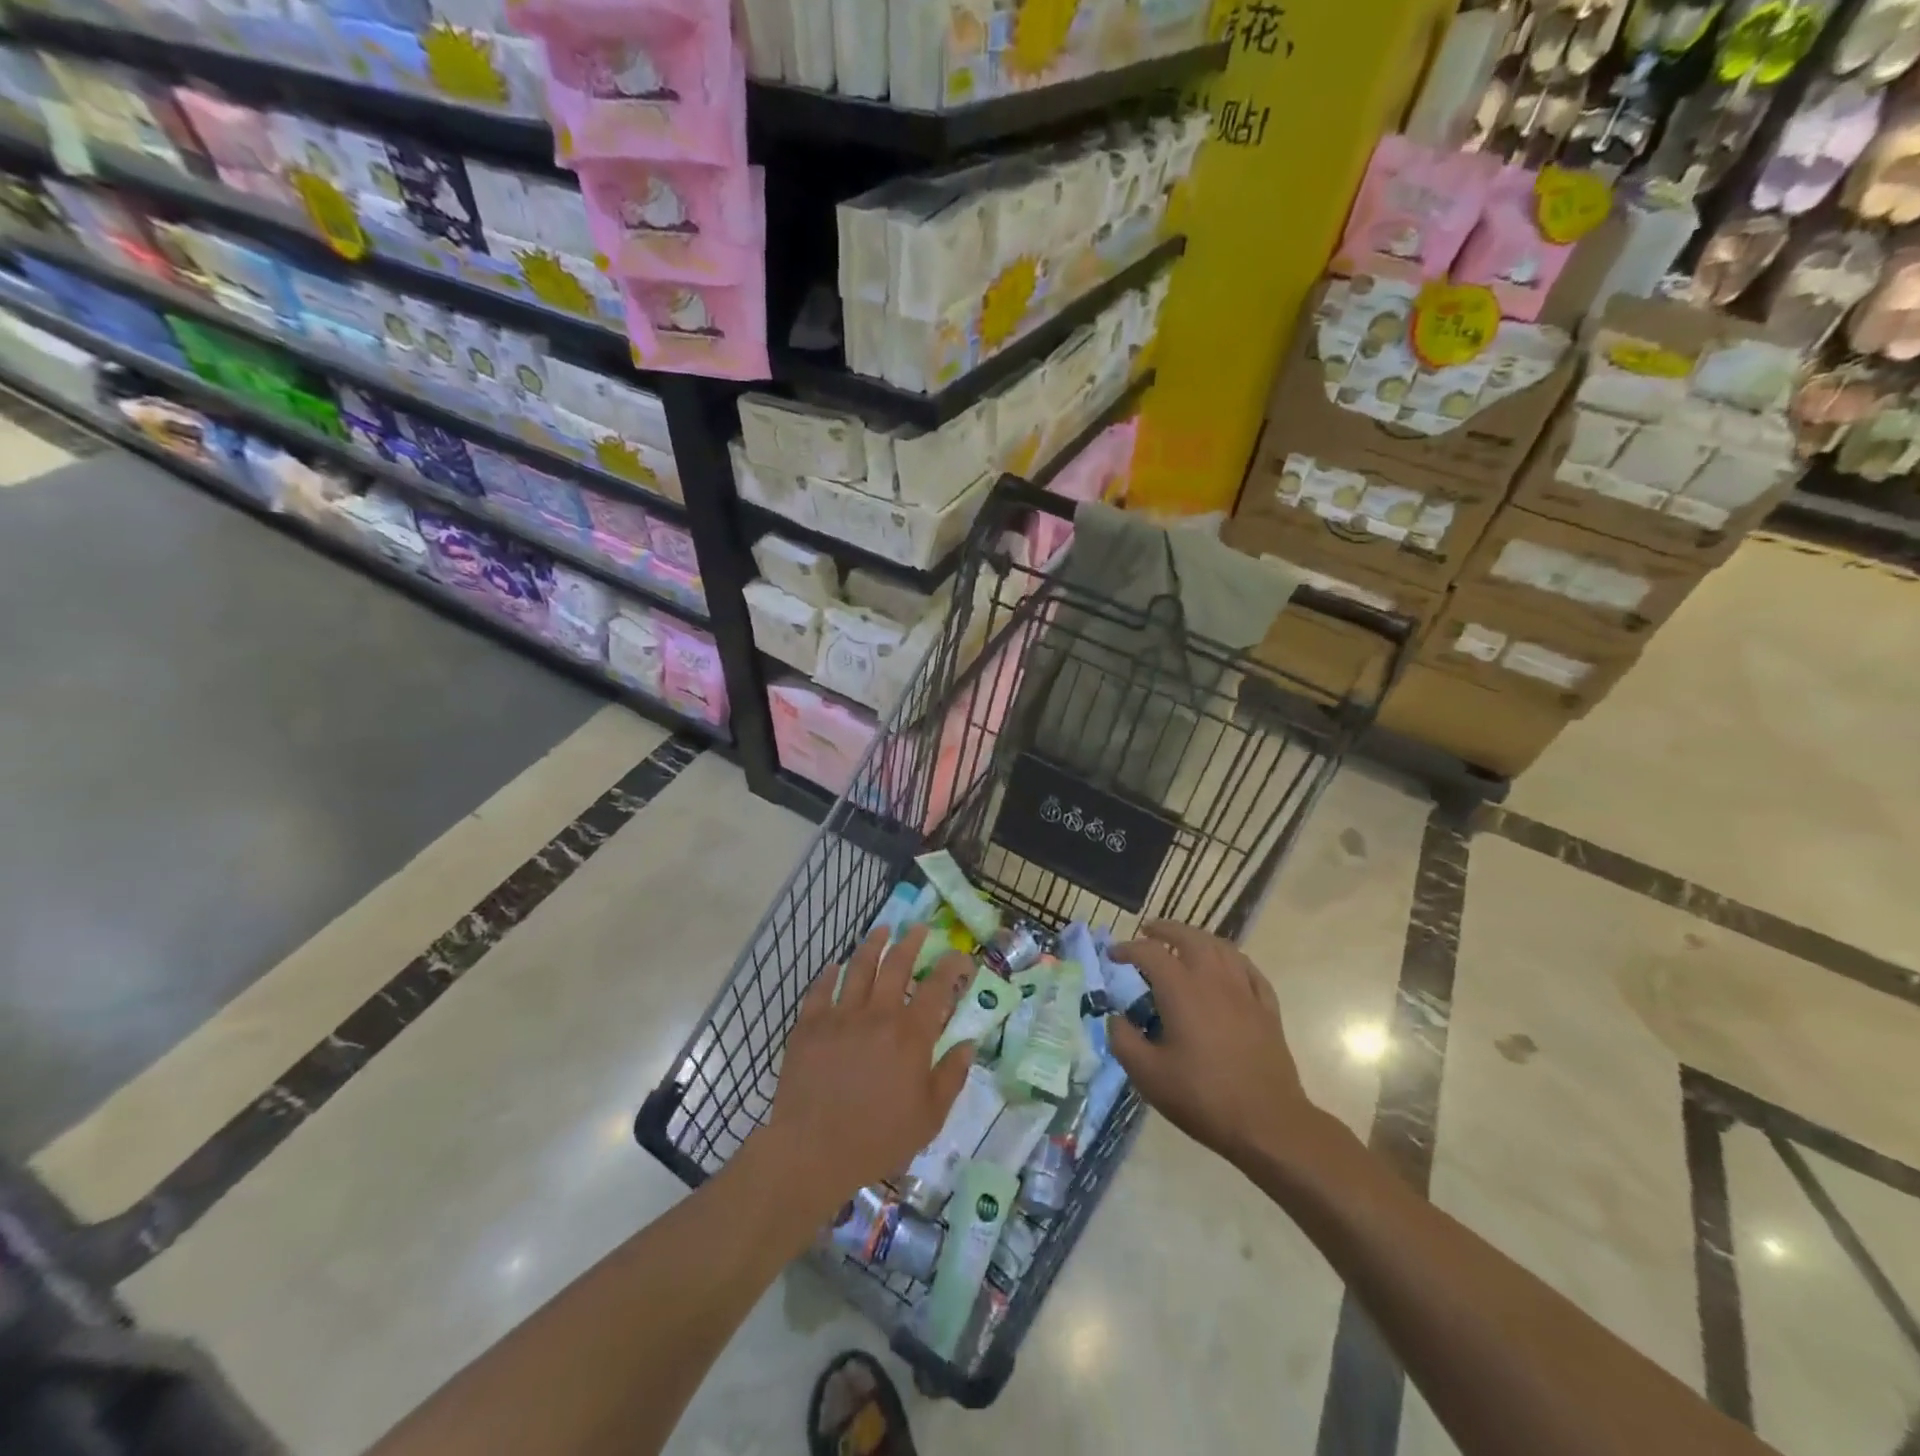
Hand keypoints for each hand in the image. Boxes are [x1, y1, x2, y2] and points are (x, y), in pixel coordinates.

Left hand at [761, 926, 973, 1218]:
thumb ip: (951, 1076)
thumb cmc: (878, 1139)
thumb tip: (968, 1043)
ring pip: (858, 966)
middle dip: (910, 941)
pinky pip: (820, 989)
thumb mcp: (929, 1117)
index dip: (952, 965)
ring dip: (872, 944)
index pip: (938, 986)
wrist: (813, 1151)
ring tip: (881, 931)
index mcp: (910, 1034)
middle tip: (917, 928)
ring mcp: (840, 1015)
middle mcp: (877, 1014)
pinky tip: (834, 966)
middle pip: (896, 964)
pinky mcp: (809, 1025)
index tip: (960, 956)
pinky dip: (829, 973)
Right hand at [1106, 920, 1314, 1168]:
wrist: (1267, 1123)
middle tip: (1148, 931)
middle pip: (1190, 938)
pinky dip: (1231, 958)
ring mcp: (1245, 992)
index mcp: (1182, 990)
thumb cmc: (1202, 1097)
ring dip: (1198, 938)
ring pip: (1221, 947)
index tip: (1113, 956)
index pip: (1150, 953)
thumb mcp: (1148, 1075)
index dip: (1127, 949)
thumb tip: (1116, 1018)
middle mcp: (1214, 980)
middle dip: (1166, 929)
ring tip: (1184, 942)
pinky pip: (1248, 969)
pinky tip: (1227, 966)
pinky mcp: (1267, 1009)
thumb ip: (1123, 1040)